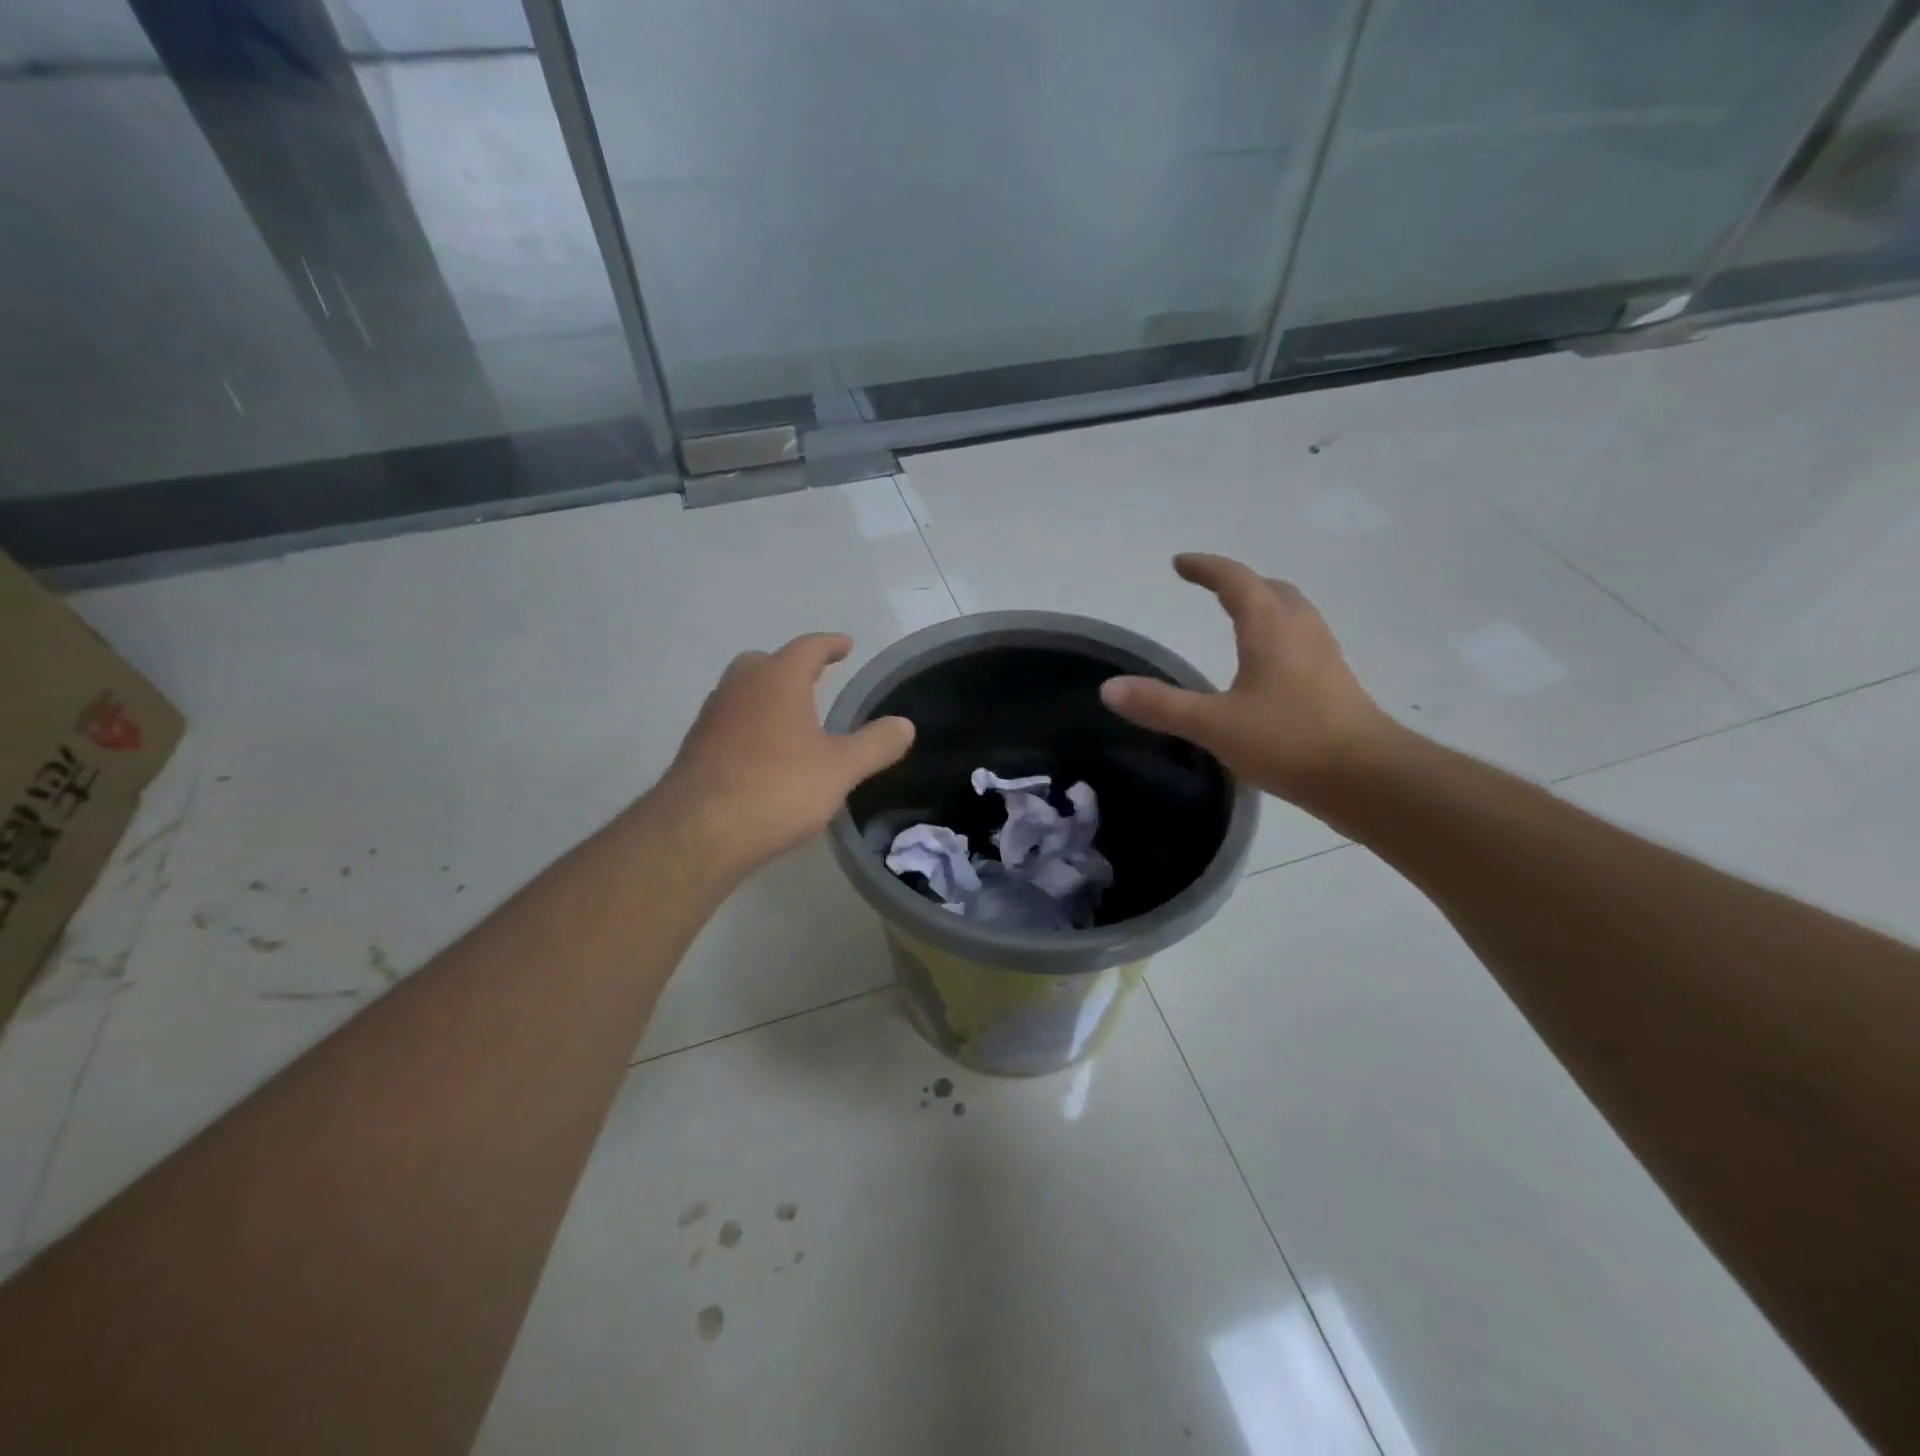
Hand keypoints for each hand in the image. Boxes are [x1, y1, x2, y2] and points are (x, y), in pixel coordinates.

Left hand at [655, 633, 914, 874]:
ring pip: (741, 693)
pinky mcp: (695, 750)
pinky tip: (763, 756)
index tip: (845, 644)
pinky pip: (728, 724)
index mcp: (777, 680)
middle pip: (764, 663)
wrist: (698, 831)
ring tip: (791, 719)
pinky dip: (749, 727)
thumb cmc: (778, 787)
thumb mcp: (841, 768)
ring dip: (766, 698)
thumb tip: (905, 725)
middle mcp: (739, 688)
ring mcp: (711, 718)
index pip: (807, 648)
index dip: (830, 644)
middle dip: (790, 667)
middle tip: (813, 679)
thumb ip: (876, 744)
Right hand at [1099, 554, 1398, 804]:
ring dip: (1264, 606)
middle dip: (1239, 583)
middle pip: (1271, 589)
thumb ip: (1161, 705)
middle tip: (1211, 589)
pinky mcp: (1335, 683)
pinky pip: (1301, 641)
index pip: (1236, 581)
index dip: (1206, 568)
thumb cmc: (1289, 740)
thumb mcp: (1214, 724)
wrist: (1367, 777)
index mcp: (1271, 627)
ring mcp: (1324, 656)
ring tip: (1239, 620)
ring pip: (1292, 614)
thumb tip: (1109, 689)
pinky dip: (1278, 636)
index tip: (1180, 563)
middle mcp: (1301, 631)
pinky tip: (1267, 668)